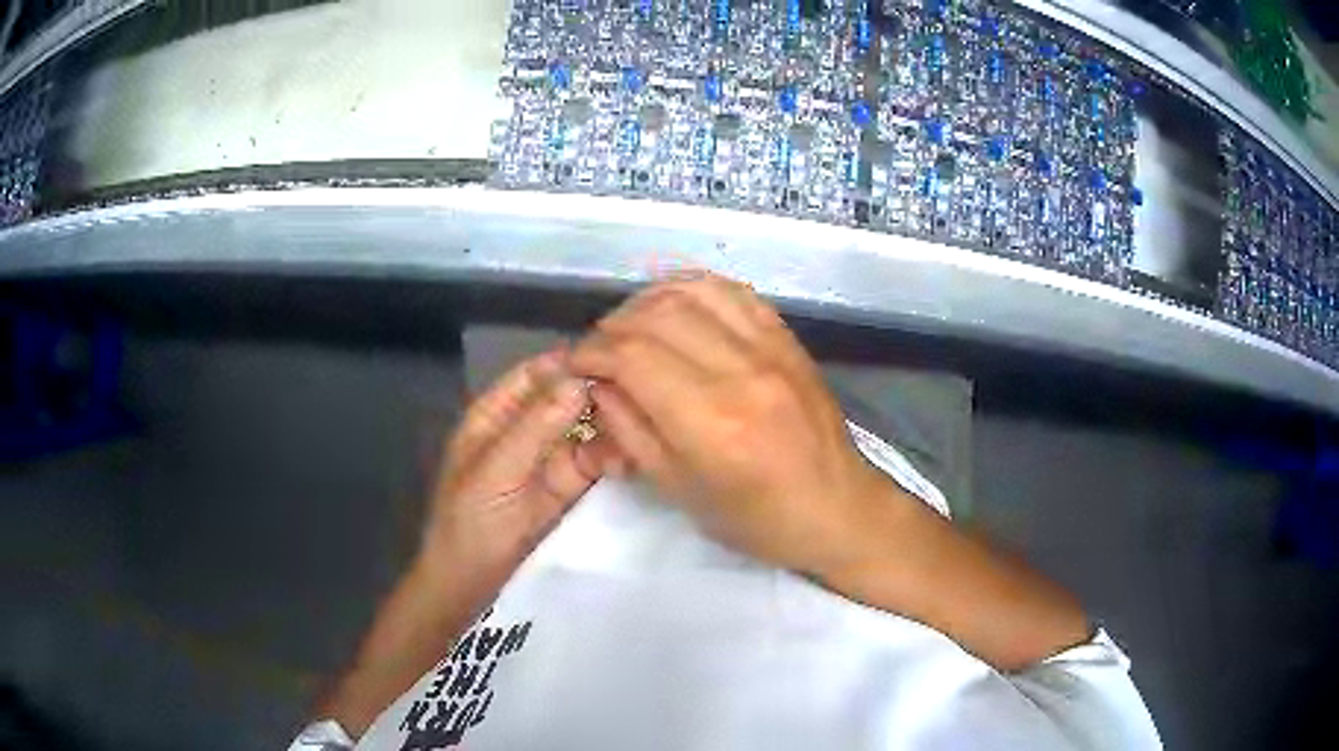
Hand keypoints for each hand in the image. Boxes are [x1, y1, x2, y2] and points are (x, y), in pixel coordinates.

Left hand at [420, 348, 624, 583]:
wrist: (469, 581)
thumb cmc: (469, 520)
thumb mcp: (496, 470)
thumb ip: (535, 427)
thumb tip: (579, 381)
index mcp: (495, 415)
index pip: (535, 374)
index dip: (569, 363)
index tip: (613, 358)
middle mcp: (524, 429)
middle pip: (565, 398)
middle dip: (598, 394)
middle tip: (641, 394)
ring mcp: (547, 459)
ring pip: (585, 429)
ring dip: (611, 427)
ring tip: (642, 427)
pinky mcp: (567, 487)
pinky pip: (594, 462)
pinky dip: (613, 457)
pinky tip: (633, 457)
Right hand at [569, 275, 895, 576]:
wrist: (836, 508)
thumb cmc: (756, 519)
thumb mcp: (679, 490)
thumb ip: (631, 430)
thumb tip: (599, 383)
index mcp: (709, 422)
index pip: (631, 357)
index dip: (592, 353)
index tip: (577, 365)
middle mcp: (739, 371)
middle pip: (655, 316)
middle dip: (612, 327)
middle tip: (600, 351)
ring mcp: (770, 348)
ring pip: (691, 292)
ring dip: (647, 301)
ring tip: (631, 327)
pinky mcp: (787, 339)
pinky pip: (732, 291)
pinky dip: (693, 289)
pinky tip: (675, 307)